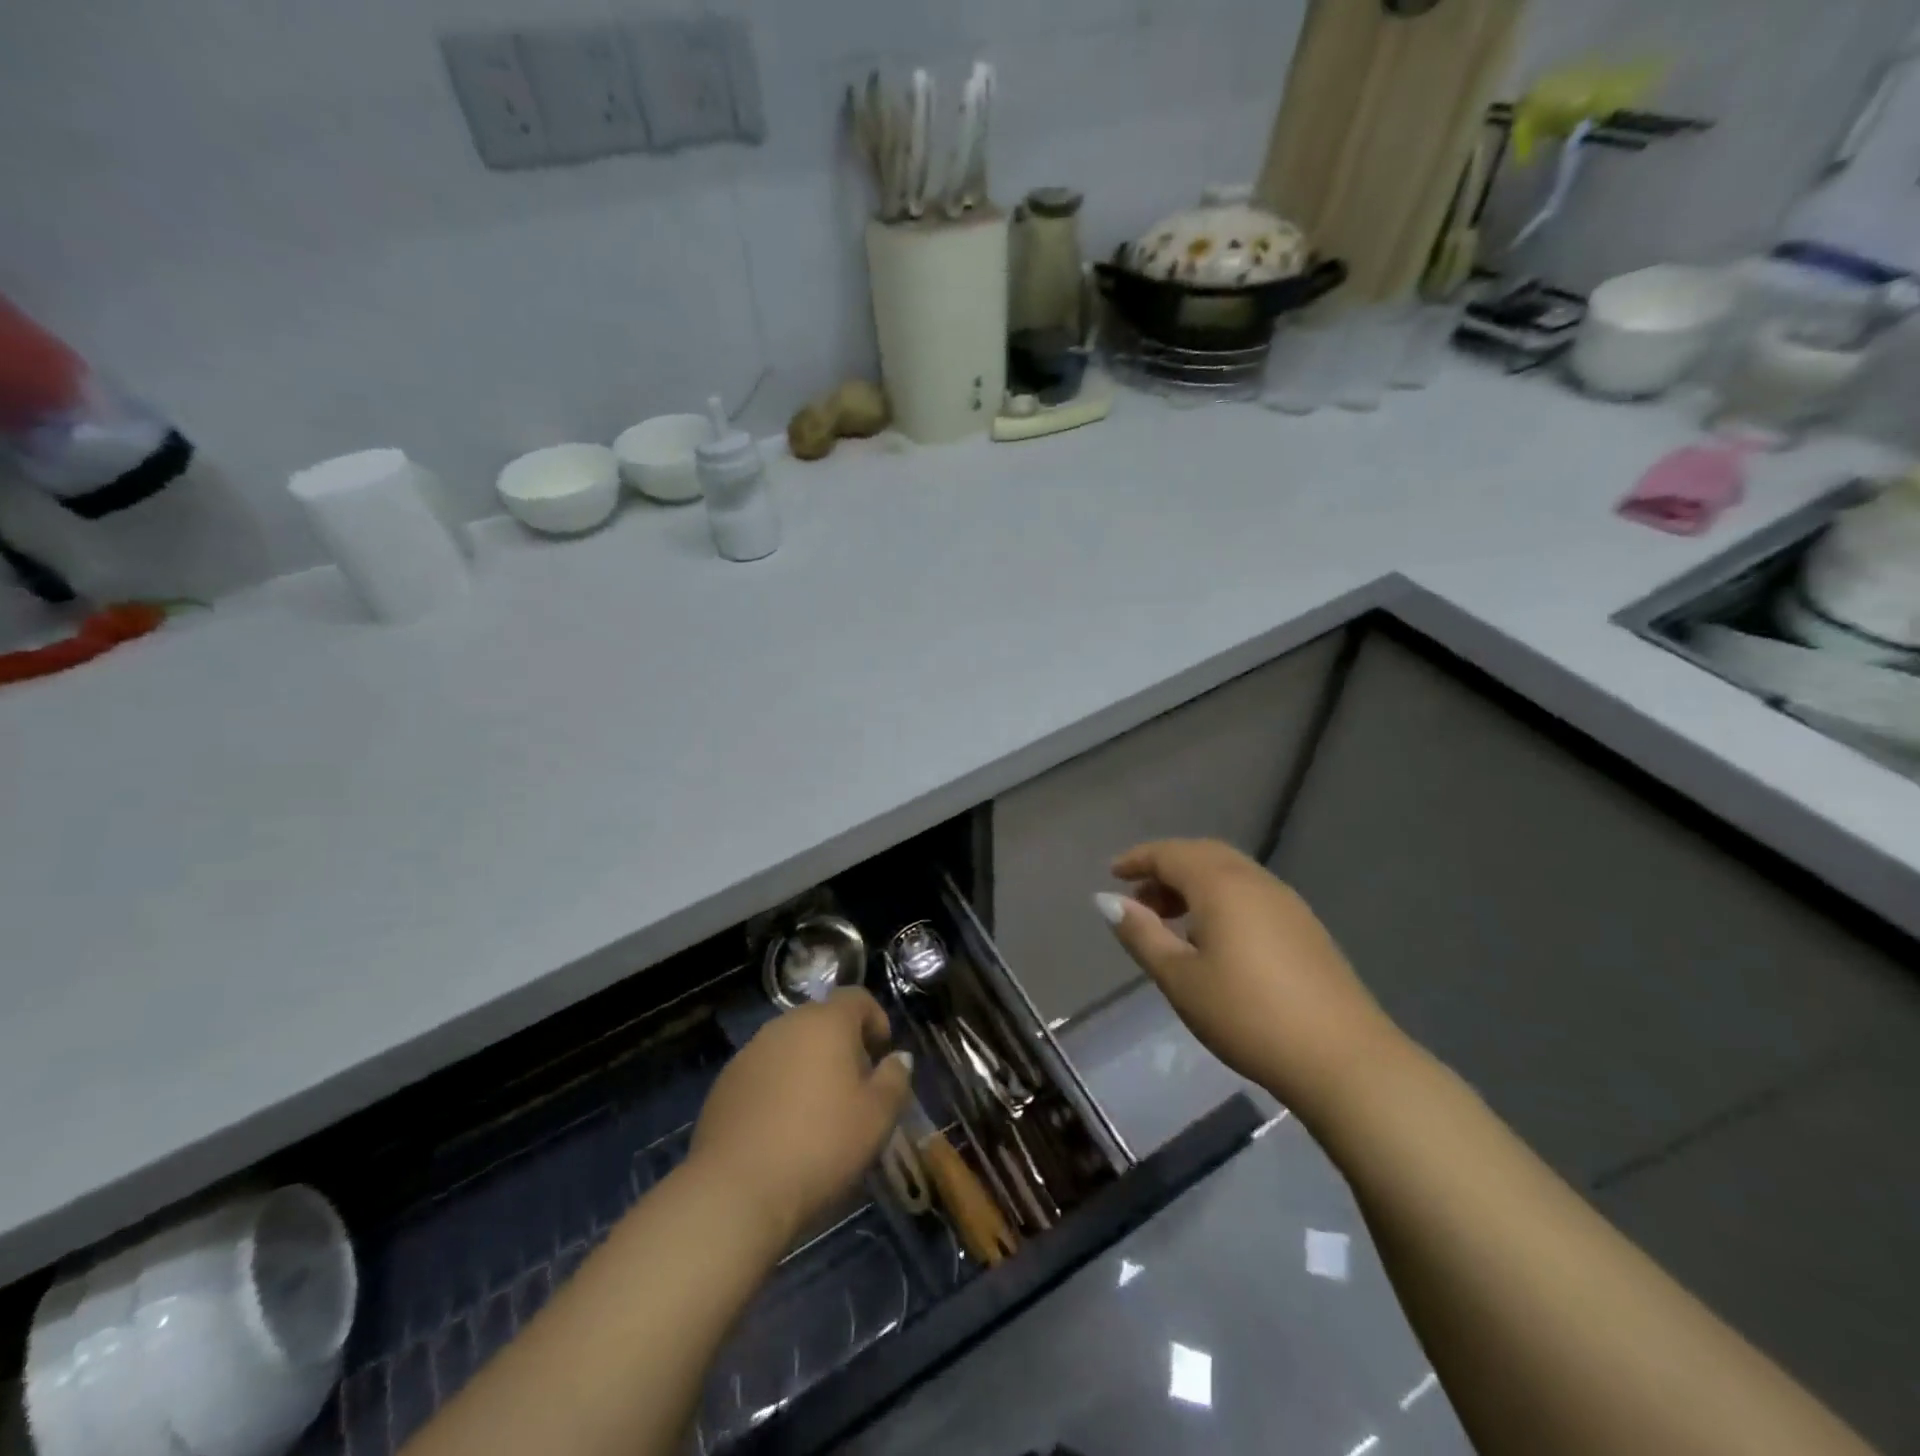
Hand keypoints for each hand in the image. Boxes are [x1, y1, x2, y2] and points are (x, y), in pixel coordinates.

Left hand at [689, 988, 912, 1250]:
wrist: (735, 1190)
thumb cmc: (820, 1145)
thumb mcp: (877, 1118)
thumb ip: (895, 1079)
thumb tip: (898, 1058)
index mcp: (826, 1022)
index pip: (856, 997)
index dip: (875, 1020)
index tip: (882, 1056)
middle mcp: (785, 1025)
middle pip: (821, 1020)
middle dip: (842, 1045)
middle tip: (854, 1088)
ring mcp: (750, 1052)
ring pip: (790, 1046)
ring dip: (808, 1066)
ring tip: (817, 1112)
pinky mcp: (724, 1083)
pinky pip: (763, 1072)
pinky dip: (778, 1087)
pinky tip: (781, 1130)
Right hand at [1098, 839, 1403, 1119]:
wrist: (1344, 1059)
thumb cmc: (1247, 1015)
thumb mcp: (1180, 978)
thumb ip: (1141, 934)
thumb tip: (1107, 900)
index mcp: (1221, 884)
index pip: (1170, 853)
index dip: (1137, 859)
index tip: (1112, 873)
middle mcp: (1255, 880)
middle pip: (1202, 855)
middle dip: (1165, 869)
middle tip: (1139, 900)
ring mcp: (1286, 902)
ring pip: (1229, 873)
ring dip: (1193, 885)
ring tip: (1170, 922)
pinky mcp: (1304, 926)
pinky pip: (1250, 893)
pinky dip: (1220, 899)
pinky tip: (1214, 940)